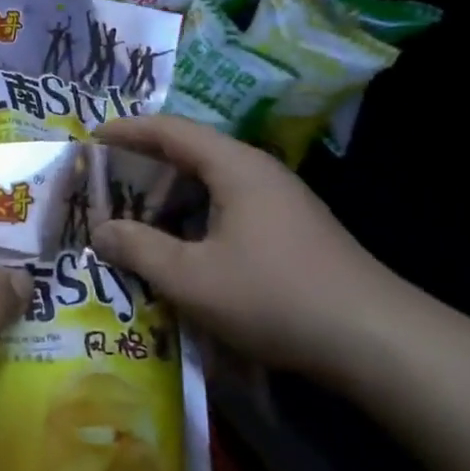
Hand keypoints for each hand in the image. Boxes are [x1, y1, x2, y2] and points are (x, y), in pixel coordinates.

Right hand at [91, 114, 408, 379]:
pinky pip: (229, 206)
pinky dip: (196, 215)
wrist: (378, 341)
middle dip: (144, 164)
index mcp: (234, 166)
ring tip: (136, 216)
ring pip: (211, 183)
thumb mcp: (192, 278)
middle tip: (105, 183)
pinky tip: (183, 248)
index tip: (91, 138)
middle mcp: (257, 171)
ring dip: (171, 195)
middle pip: (190, 152)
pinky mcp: (292, 229)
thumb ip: (139, 249)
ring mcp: (280, 200)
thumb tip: (100, 231)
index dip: (127, 130)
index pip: (170, 130)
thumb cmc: (276, 297)